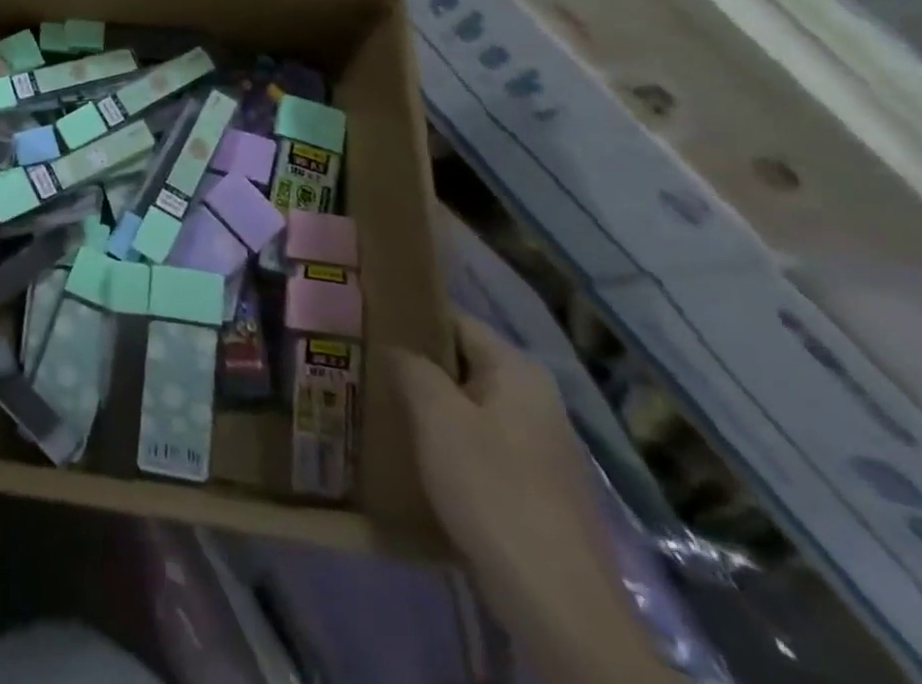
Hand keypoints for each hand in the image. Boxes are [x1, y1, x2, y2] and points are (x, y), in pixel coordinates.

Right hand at [394, 315, 664, 683]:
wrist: (558, 603)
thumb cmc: (492, 490)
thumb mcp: (437, 416)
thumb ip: (410, 367)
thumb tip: (394, 346)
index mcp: (517, 370)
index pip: (454, 319)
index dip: (409, 317)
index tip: (365, 321)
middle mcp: (536, 398)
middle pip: (462, 362)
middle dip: (415, 364)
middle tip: (363, 363)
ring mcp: (540, 445)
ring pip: (469, 405)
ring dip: (429, 405)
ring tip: (379, 404)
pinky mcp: (536, 487)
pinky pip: (481, 443)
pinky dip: (449, 441)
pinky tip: (415, 453)